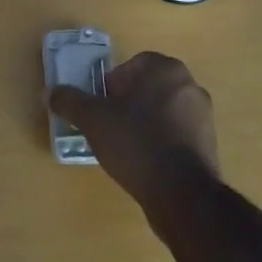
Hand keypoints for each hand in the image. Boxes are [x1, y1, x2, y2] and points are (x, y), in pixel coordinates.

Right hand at [49, 51, 218, 215]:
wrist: (182, 195)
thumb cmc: (136, 143)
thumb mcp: (92, 119)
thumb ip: (70, 101)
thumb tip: (51, 92)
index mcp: (165, 69)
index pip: (132, 66)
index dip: (111, 85)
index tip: (101, 106)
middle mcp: (190, 85)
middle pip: (148, 88)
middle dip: (128, 103)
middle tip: (109, 125)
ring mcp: (204, 117)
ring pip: (163, 112)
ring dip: (145, 123)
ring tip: (126, 148)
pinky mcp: (210, 146)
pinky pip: (177, 136)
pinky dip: (161, 144)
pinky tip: (145, 164)